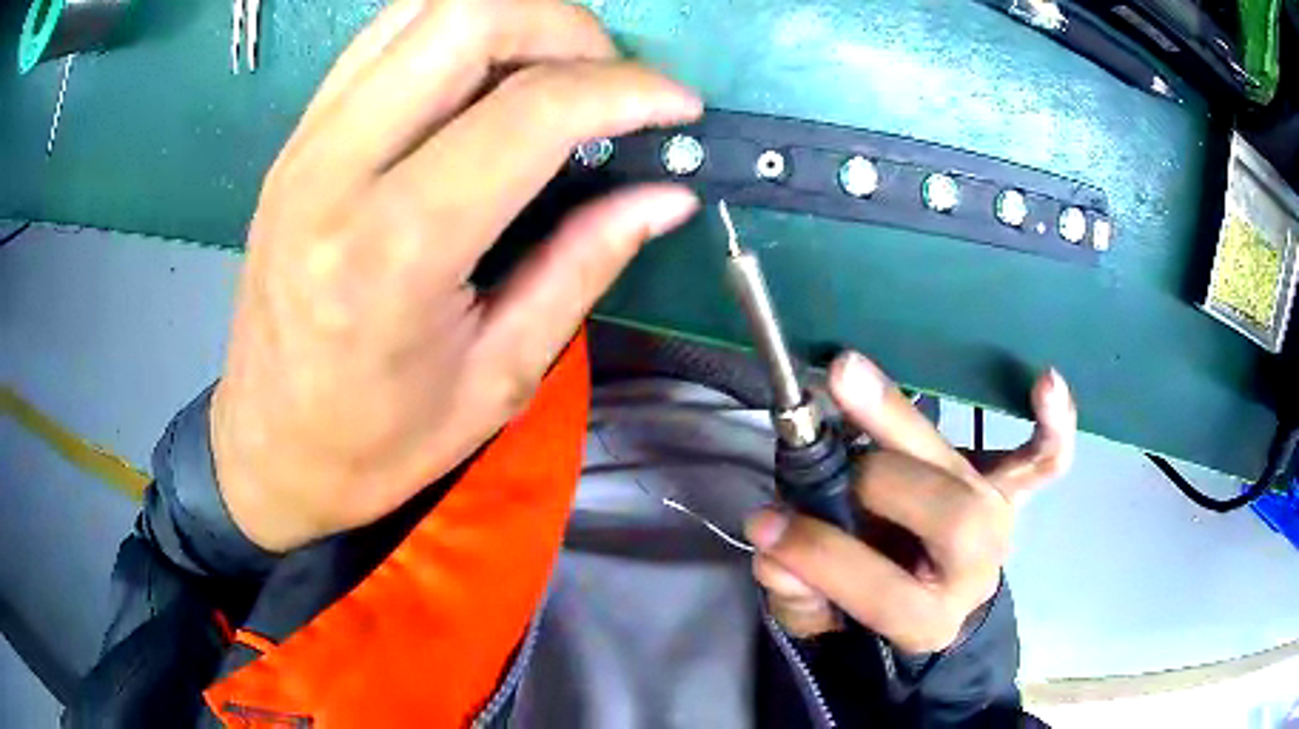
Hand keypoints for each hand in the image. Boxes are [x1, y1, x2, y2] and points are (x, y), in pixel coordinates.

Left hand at [210, 0, 702, 551]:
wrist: (268, 448)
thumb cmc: (376, 442)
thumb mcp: (497, 378)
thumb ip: (584, 266)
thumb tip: (666, 196)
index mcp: (394, 247)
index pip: (530, 110)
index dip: (626, 90)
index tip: (678, 106)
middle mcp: (338, 167)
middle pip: (470, 17)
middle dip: (567, 28)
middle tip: (609, 81)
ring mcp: (307, 141)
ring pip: (424, 8)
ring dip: (511, 19)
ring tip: (554, 72)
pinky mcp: (297, 137)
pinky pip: (386, 37)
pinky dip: (454, 32)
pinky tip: (484, 78)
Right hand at [745, 353, 1076, 652]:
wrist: (931, 596)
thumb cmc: (872, 607)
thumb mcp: (822, 622)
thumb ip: (798, 597)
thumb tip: (775, 550)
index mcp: (928, 617)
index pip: (882, 589)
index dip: (822, 556)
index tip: (765, 524)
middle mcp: (975, 568)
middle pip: (950, 517)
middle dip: (881, 482)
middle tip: (828, 457)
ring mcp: (999, 522)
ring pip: (971, 474)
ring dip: (907, 423)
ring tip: (846, 376)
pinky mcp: (1010, 490)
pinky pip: (1043, 460)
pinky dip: (1052, 425)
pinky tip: (1046, 381)